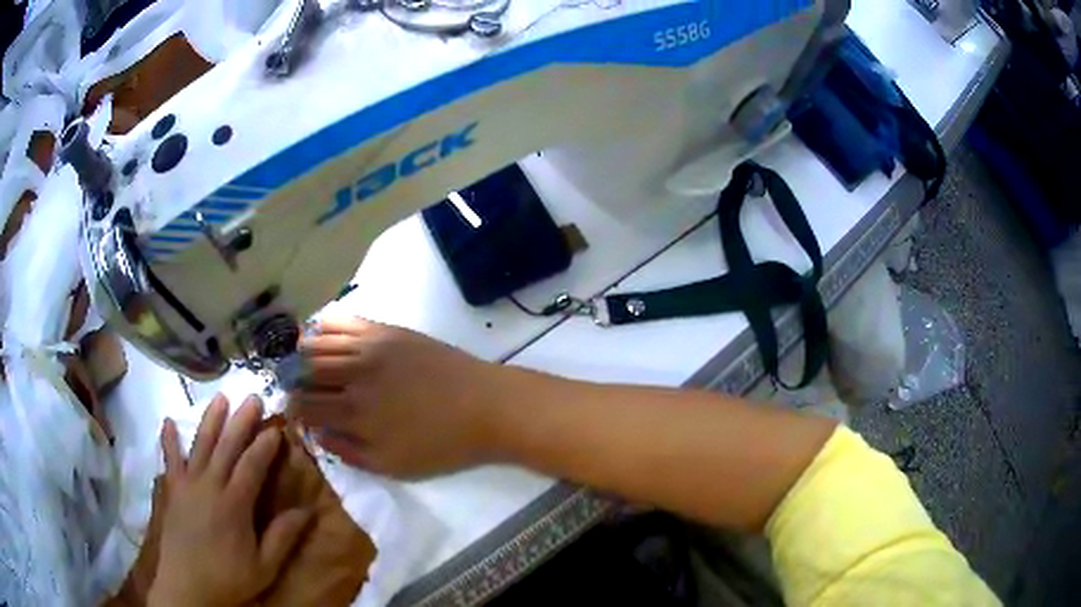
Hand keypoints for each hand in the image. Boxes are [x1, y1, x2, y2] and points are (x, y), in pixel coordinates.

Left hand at [150, 395, 311, 606]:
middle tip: (253, 397)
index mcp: (234, 504)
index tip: (276, 428)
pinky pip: (169, 459)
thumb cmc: (229, 578)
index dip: (265, 445)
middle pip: (226, 446)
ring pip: (200, 444)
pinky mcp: (172, 489)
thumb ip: (283, 537)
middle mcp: (210, 485)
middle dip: (241, 421)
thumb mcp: (265, 566)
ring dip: (211, 420)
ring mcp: (187, 484)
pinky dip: (168, 440)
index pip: (252, 465)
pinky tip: (167, 422)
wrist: (187, 586)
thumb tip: (308, 511)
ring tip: (220, 398)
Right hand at [286, 317, 515, 478]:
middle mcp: (354, 374)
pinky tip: (319, 335)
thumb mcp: (392, 465)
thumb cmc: (441, 444)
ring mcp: (369, 347)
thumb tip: (317, 433)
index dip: (292, 409)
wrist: (485, 405)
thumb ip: (348, 451)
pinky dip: (323, 327)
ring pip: (318, 343)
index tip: (294, 413)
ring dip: (302, 355)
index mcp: (354, 412)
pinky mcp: (386, 330)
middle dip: (292, 380)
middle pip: (304, 370)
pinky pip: (343, 320)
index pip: (304, 405)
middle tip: (294, 388)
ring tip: (301, 363)